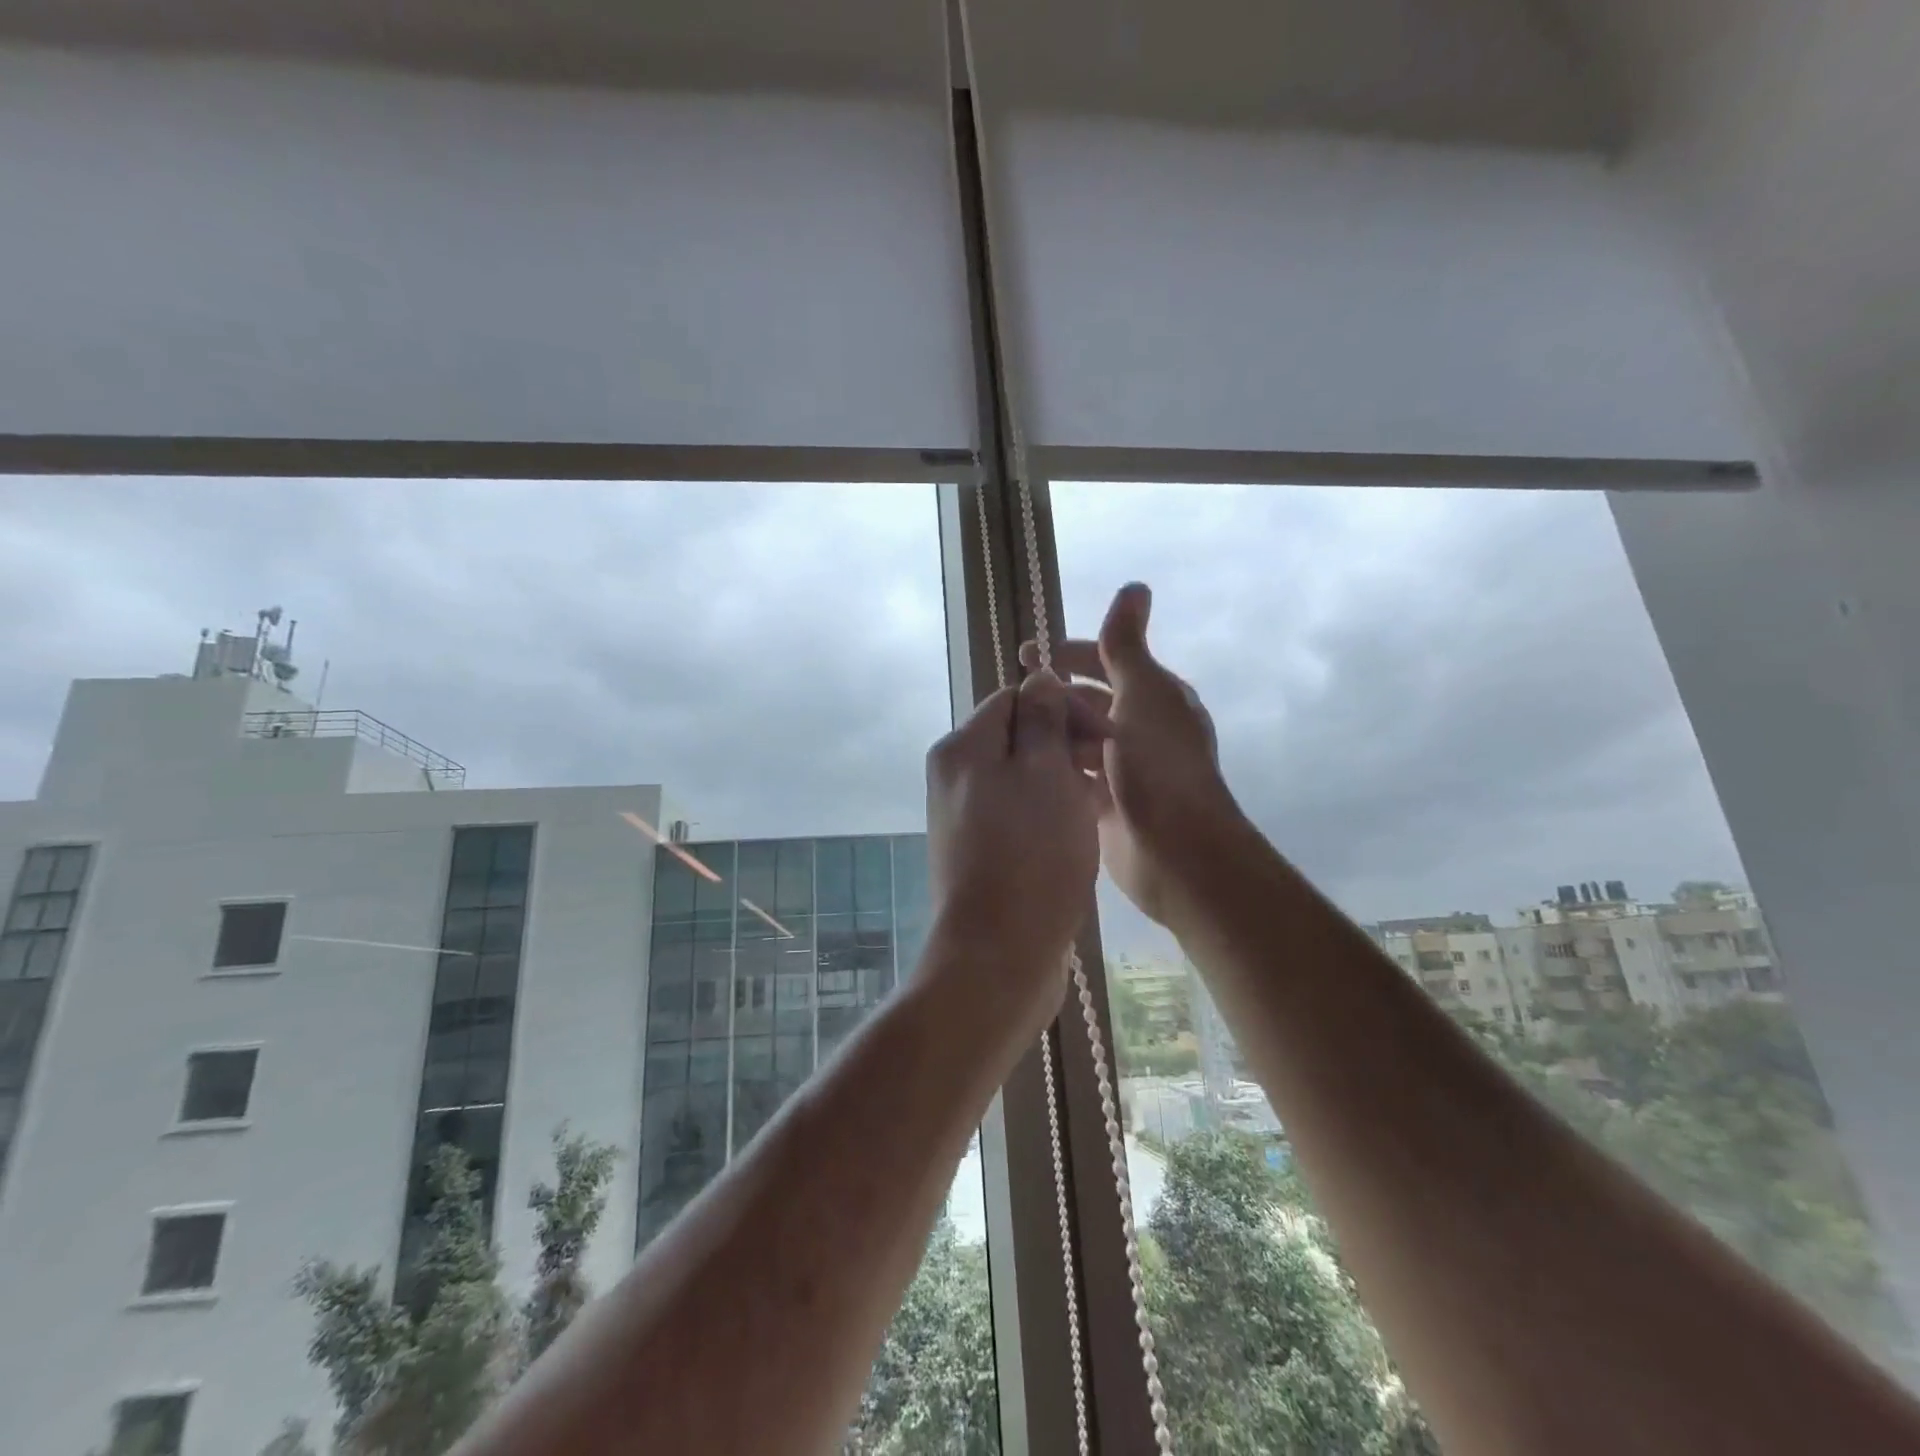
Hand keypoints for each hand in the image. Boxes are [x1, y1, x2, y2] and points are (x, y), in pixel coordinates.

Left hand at [925, 670, 1108, 1021]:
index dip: (1065, 706)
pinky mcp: (980, 850)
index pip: (1016, 698)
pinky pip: (1020, 812)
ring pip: (1023, 776)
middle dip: (1066, 743)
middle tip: (1106, 770)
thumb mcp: (1044, 772)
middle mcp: (955, 775)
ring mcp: (965, 816)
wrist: (998, 953)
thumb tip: (1038, 677)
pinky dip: (1051, 812)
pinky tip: (1081, 830)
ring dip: (1063, 779)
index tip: (1106, 735)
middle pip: (1018, 736)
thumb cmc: (1030, 854)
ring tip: (1099, 802)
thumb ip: (1042, 719)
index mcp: (963, 747)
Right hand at [1021, 584, 1243, 926]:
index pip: (1106, 661)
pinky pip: (1074, 776)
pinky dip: (1054, 768)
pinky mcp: (1108, 804)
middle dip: (1054, 695)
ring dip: (1051, 732)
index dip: (1068, 654)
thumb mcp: (1142, 694)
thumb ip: (1126, 645)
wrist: (1177, 851)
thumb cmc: (1160, 765)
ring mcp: (1124, 769)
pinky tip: (1023, 766)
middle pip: (1089, 700)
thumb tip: (1135, 585)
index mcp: (1155, 697)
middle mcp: (1142, 729)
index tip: (1025, 655)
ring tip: (1011, 732)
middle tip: (1012, 698)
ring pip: (1079, 739)